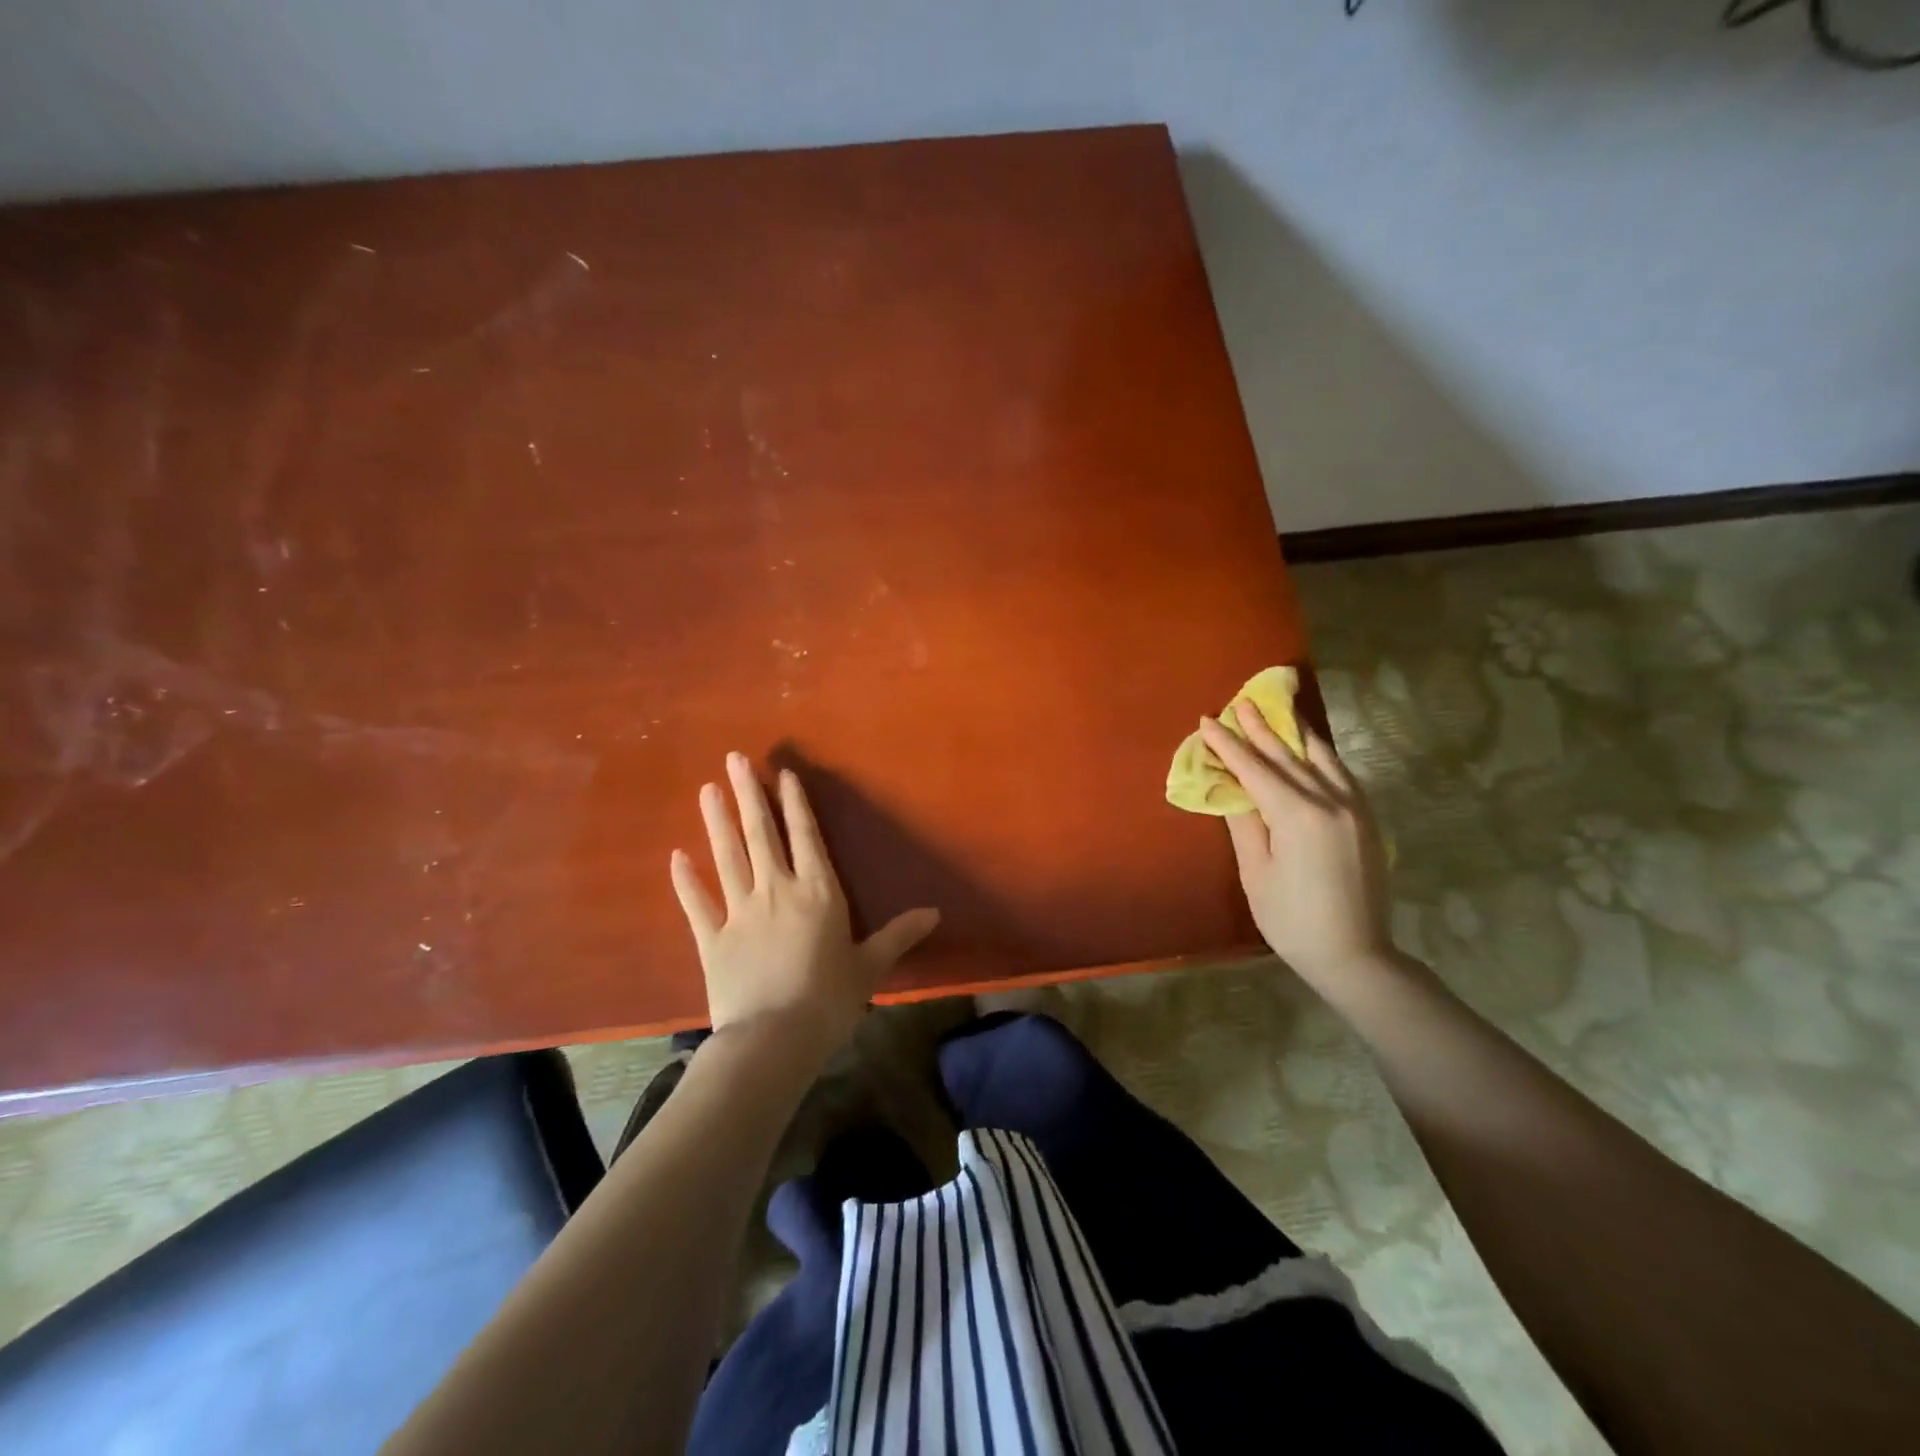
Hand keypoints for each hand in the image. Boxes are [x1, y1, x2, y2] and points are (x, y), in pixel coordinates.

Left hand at [670, 753, 939, 1066]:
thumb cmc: (829, 1000)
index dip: (795, 803)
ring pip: (727, 856)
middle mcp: (777, 891)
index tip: (782, 774)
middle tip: (735, 759)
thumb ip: (899, 935)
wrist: (774, 1040)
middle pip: (761, 834)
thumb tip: (935, 912)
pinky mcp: (712, 939)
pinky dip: (686, 880)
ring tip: (707, 788)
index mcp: (818, 892)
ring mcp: (739, 912)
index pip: (805, 837)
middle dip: (749, 795)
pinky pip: (696, 903)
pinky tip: (675, 856)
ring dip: (717, 821)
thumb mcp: (870, 966)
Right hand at [1198, 704, 1401, 998]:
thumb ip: (1245, 823)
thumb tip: (1233, 788)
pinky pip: (1341, 774)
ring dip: (1295, 735)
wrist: (1355, 954)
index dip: (1229, 744)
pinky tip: (1311, 750)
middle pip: (1288, 756)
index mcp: (1297, 814)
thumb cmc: (1292, 920)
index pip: (1255, 768)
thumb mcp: (1257, 872)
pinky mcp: (1368, 820)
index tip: (1208, 721)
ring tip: (1278, 713)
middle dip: (1261, 729)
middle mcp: (1331, 801)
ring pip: (1322, 759)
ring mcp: (1355, 808)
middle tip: (1240, 703)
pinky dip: (1321, 756)